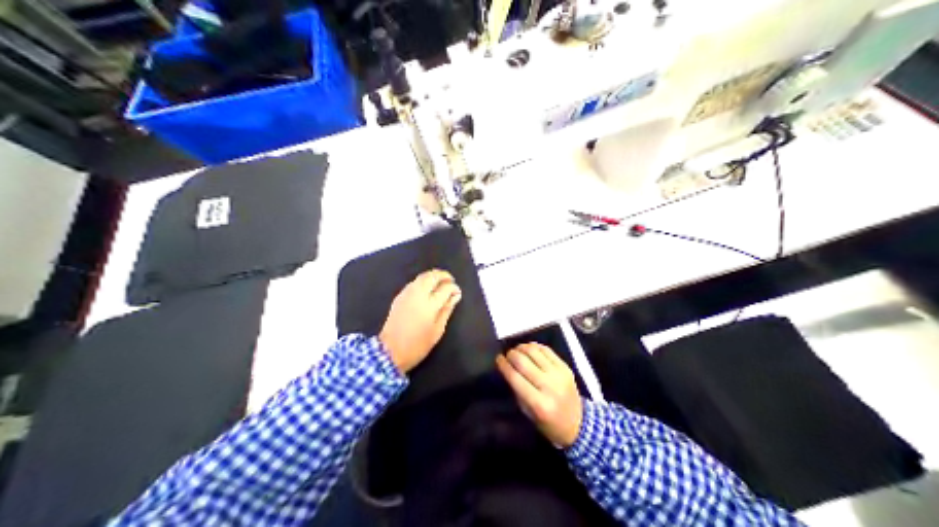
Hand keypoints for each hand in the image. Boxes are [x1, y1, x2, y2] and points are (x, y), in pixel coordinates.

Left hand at [378, 272, 460, 373]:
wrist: (390, 351)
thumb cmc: (418, 345)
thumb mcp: (437, 331)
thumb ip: (446, 310)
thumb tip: (455, 296)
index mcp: (429, 304)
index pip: (445, 288)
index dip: (454, 288)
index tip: (457, 293)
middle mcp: (418, 294)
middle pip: (432, 276)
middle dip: (443, 275)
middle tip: (451, 281)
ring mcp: (407, 294)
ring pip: (422, 276)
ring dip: (433, 276)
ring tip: (440, 283)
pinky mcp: (399, 296)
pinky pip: (414, 282)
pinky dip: (423, 281)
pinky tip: (427, 289)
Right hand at [494, 346, 585, 447]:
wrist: (578, 423)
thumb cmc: (548, 423)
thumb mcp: (528, 413)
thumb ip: (517, 391)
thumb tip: (507, 369)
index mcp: (538, 403)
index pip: (516, 378)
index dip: (504, 365)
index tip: (497, 359)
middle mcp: (549, 386)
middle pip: (524, 362)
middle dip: (511, 355)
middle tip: (506, 355)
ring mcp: (559, 374)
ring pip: (535, 352)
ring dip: (522, 348)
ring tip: (516, 350)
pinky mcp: (566, 367)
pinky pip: (547, 350)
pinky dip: (535, 347)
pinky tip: (529, 349)